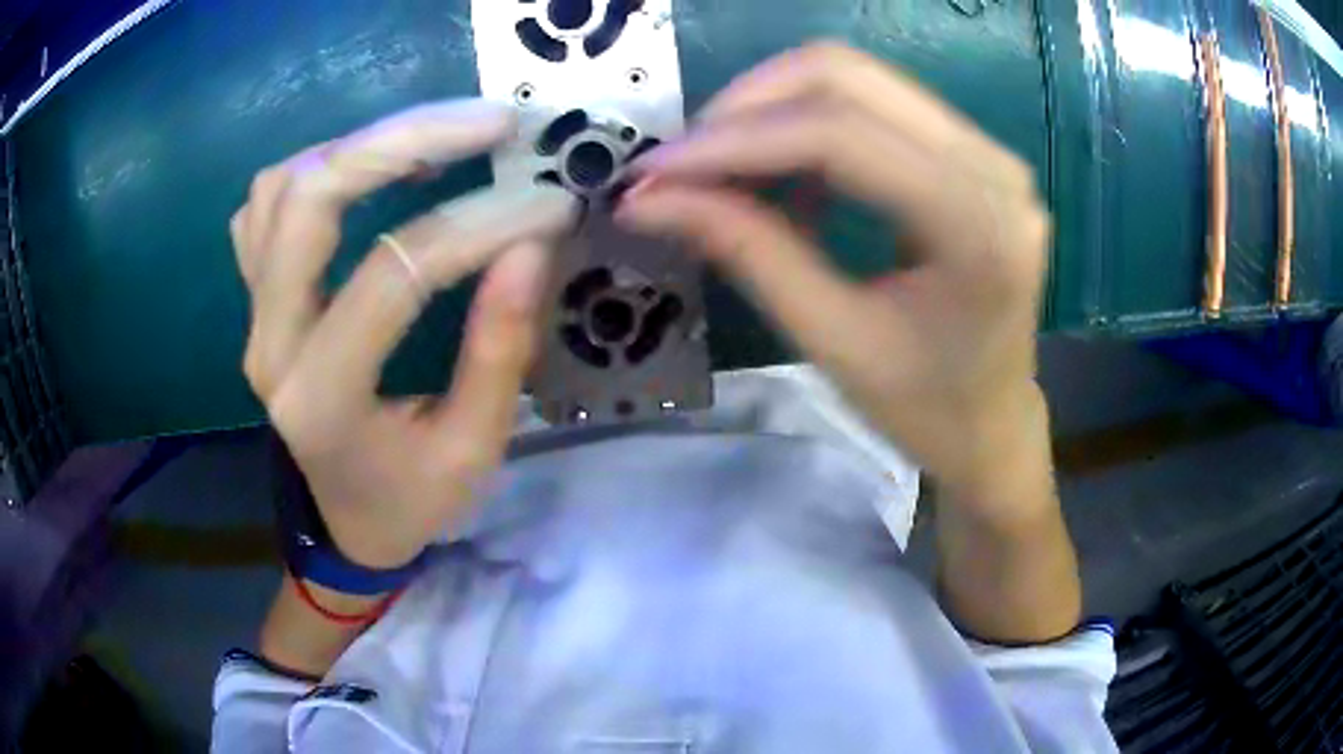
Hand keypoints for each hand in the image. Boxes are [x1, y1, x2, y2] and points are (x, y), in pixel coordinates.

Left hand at [232, 100, 578, 568]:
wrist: (345, 525)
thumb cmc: (409, 502)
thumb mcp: (471, 451)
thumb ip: (499, 351)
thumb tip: (531, 243)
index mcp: (322, 397)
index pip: (393, 275)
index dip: (478, 226)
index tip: (549, 206)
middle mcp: (270, 345)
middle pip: (306, 201)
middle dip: (401, 142)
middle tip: (488, 122)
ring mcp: (252, 318)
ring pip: (278, 190)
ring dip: (358, 146)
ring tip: (435, 137)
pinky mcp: (256, 303)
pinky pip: (264, 209)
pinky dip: (318, 169)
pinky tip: (372, 168)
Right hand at [617, 42, 1050, 503]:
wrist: (993, 425)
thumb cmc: (926, 409)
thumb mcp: (832, 340)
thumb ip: (748, 252)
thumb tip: (650, 198)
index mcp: (977, 225)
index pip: (839, 137)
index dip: (734, 142)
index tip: (655, 170)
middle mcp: (992, 166)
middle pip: (846, 77)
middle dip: (746, 108)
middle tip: (684, 163)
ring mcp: (986, 151)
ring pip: (856, 79)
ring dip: (771, 110)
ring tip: (719, 169)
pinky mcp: (970, 152)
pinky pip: (873, 105)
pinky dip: (807, 124)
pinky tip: (779, 175)